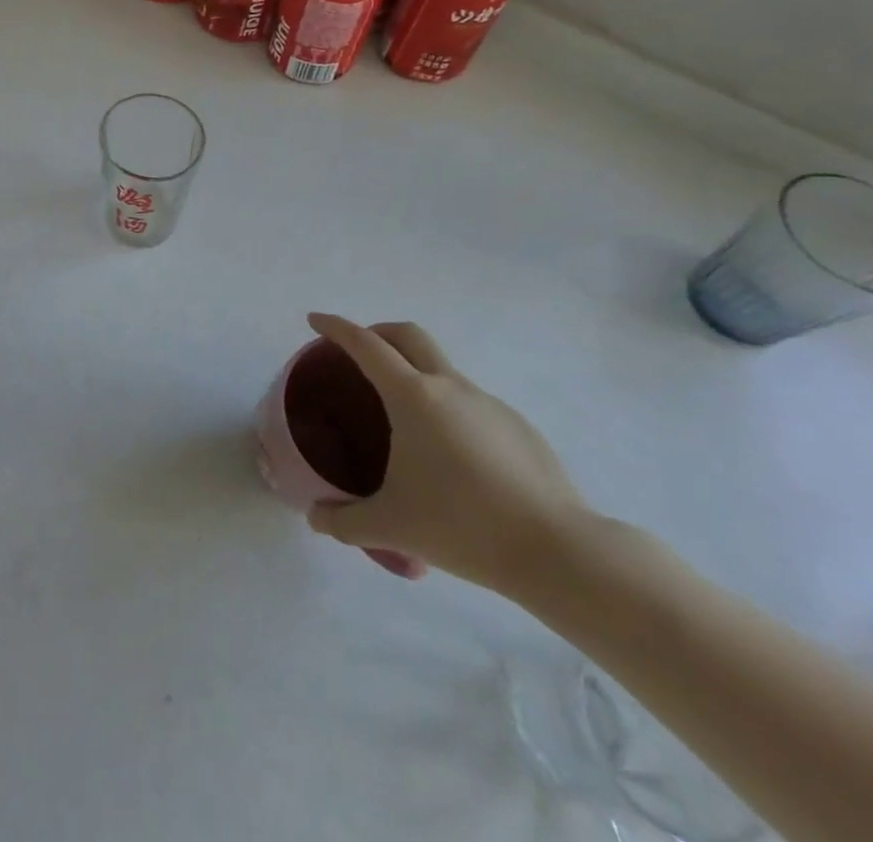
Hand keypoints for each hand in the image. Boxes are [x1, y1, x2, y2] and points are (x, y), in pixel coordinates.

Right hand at [302, 314, 589, 594]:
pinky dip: (448, 410)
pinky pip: (471, 404)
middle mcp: (450, 387)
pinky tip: (451, 458)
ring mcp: (489, 404)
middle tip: (357, 352)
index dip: (335, 327)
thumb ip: (344, 521)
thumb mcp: (391, 526)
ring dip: (415, 375)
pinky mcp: (519, 427)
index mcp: (412, 396)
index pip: (364, 344)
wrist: (558, 551)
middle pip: (408, 335)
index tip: (315, 320)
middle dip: (378, 332)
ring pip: (442, 370)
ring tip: (404, 421)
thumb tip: (315, 518)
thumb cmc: (462, 526)